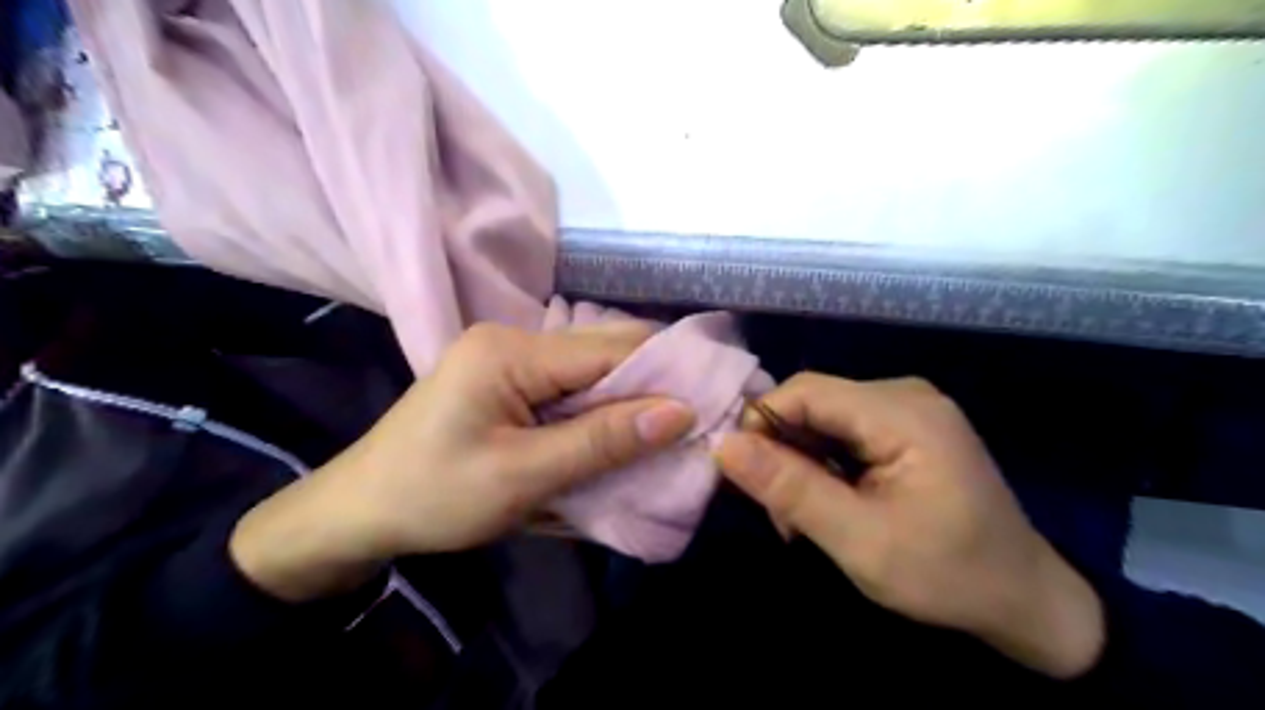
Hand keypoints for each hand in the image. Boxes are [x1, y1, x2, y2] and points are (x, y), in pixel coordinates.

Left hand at [231, 323, 694, 601]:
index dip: (663, 373)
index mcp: (511, 351)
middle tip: (694, 419)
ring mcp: (509, 358)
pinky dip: (598, 408)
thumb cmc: (434, 495)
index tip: (709, 402)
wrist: (360, 512)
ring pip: (589, 370)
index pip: (609, 349)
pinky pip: (569, 387)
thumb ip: (602, 441)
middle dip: (649, 384)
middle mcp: (513, 339)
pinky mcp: (507, 381)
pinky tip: (619, 430)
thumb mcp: (523, 476)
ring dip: (626, 399)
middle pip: (601, 352)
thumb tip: (679, 413)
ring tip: (666, 428)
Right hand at [716, 373, 1104, 677]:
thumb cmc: (947, 575)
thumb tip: (723, 445)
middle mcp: (904, 396)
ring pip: (822, 420)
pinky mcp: (906, 430)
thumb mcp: (860, 540)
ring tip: (802, 519)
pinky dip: (823, 466)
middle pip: (813, 404)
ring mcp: (908, 410)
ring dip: (800, 464)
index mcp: (902, 413)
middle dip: (782, 453)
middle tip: (781, 516)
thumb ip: (790, 488)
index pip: (804, 391)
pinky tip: (828, 503)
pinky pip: (843, 433)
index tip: (744, 479)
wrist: (1026, 601)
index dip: (761, 424)